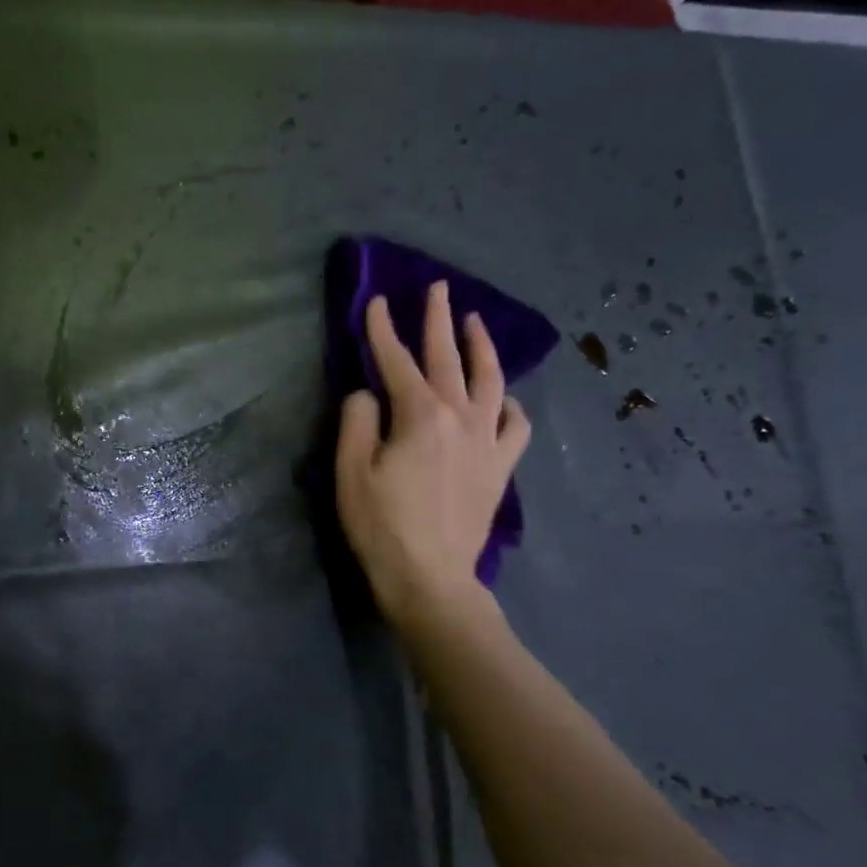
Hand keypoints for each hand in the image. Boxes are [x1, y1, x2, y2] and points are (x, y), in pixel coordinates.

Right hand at [336, 283, 530, 629]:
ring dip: (481, 347)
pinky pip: (515, 425)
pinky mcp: (501, 467)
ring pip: (490, 380)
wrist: (430, 578)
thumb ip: (357, 421)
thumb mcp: (351, 471)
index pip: (396, 361)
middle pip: (448, 358)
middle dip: (438, 320)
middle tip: (438, 288)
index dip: (382, 329)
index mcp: (420, 415)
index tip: (376, 301)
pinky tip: (501, 397)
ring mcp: (487, 441)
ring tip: (475, 322)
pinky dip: (509, 404)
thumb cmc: (382, 525)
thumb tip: (367, 395)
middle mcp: (460, 417)